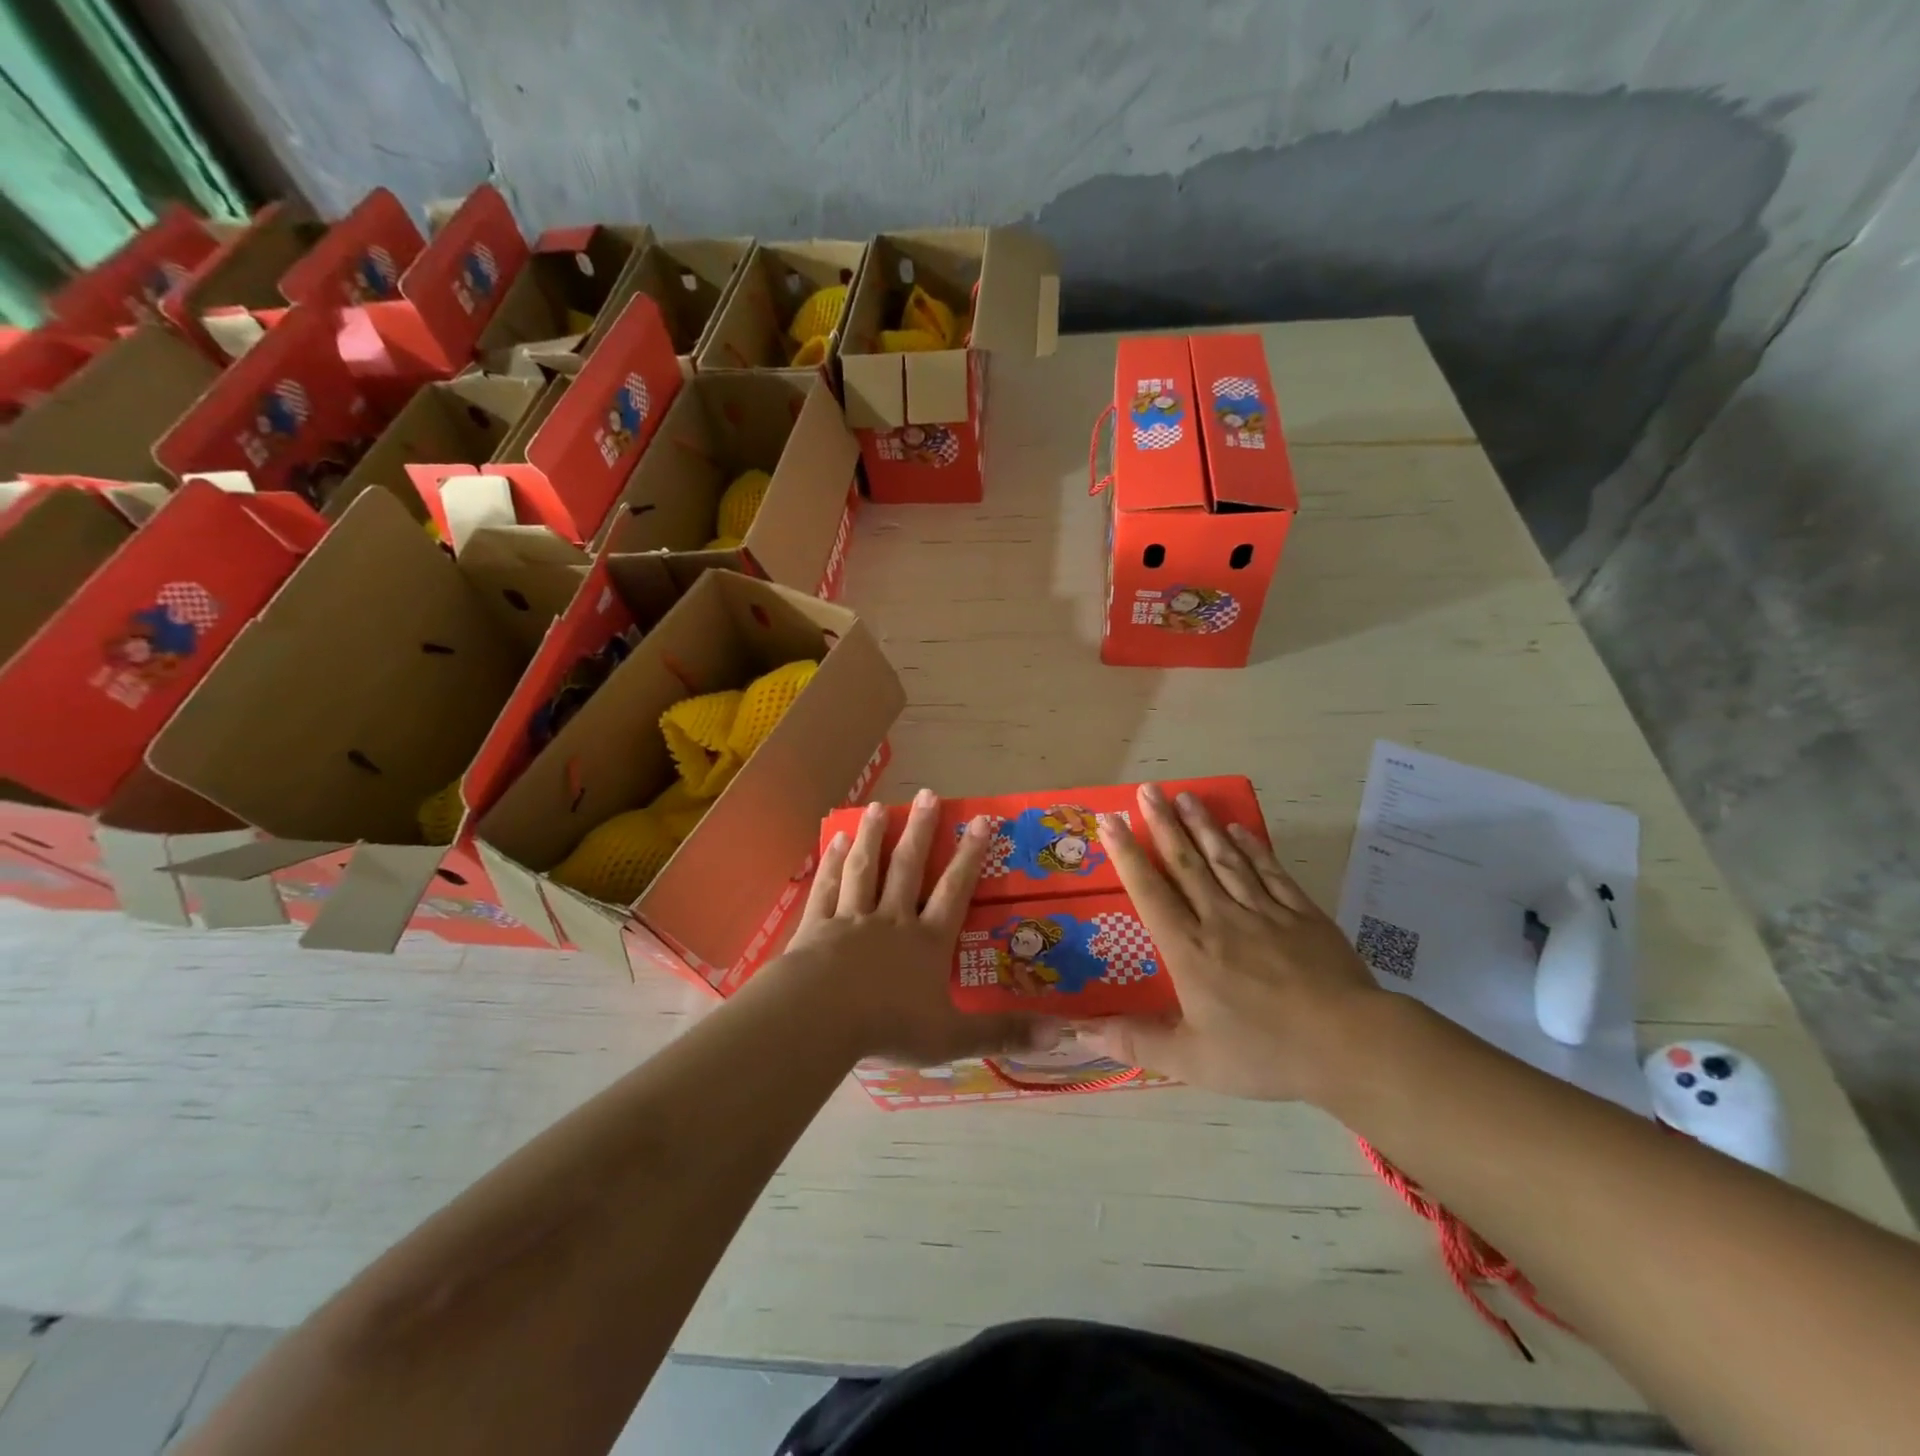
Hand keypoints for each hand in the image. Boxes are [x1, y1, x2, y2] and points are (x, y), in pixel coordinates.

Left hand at [776, 790, 1056, 1064]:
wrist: (822, 1017)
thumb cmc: (889, 1026)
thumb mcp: (952, 1036)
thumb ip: (1002, 1033)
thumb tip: (1059, 1035)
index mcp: (927, 942)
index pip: (955, 891)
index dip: (970, 856)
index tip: (981, 820)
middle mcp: (892, 920)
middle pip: (908, 868)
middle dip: (921, 831)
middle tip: (928, 794)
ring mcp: (852, 919)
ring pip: (866, 869)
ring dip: (874, 836)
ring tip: (878, 807)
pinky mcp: (817, 927)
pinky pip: (828, 888)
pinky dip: (833, 863)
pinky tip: (836, 840)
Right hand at [1078, 783, 1384, 1103]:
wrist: (1350, 1045)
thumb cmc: (1264, 1054)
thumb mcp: (1191, 1061)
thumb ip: (1135, 1042)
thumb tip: (1080, 1032)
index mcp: (1189, 950)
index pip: (1149, 892)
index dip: (1127, 855)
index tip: (1110, 820)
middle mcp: (1220, 919)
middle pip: (1186, 863)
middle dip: (1163, 824)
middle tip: (1147, 789)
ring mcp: (1264, 912)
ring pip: (1225, 859)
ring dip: (1203, 826)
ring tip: (1185, 795)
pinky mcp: (1302, 914)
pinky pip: (1270, 872)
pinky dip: (1253, 848)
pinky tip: (1239, 830)